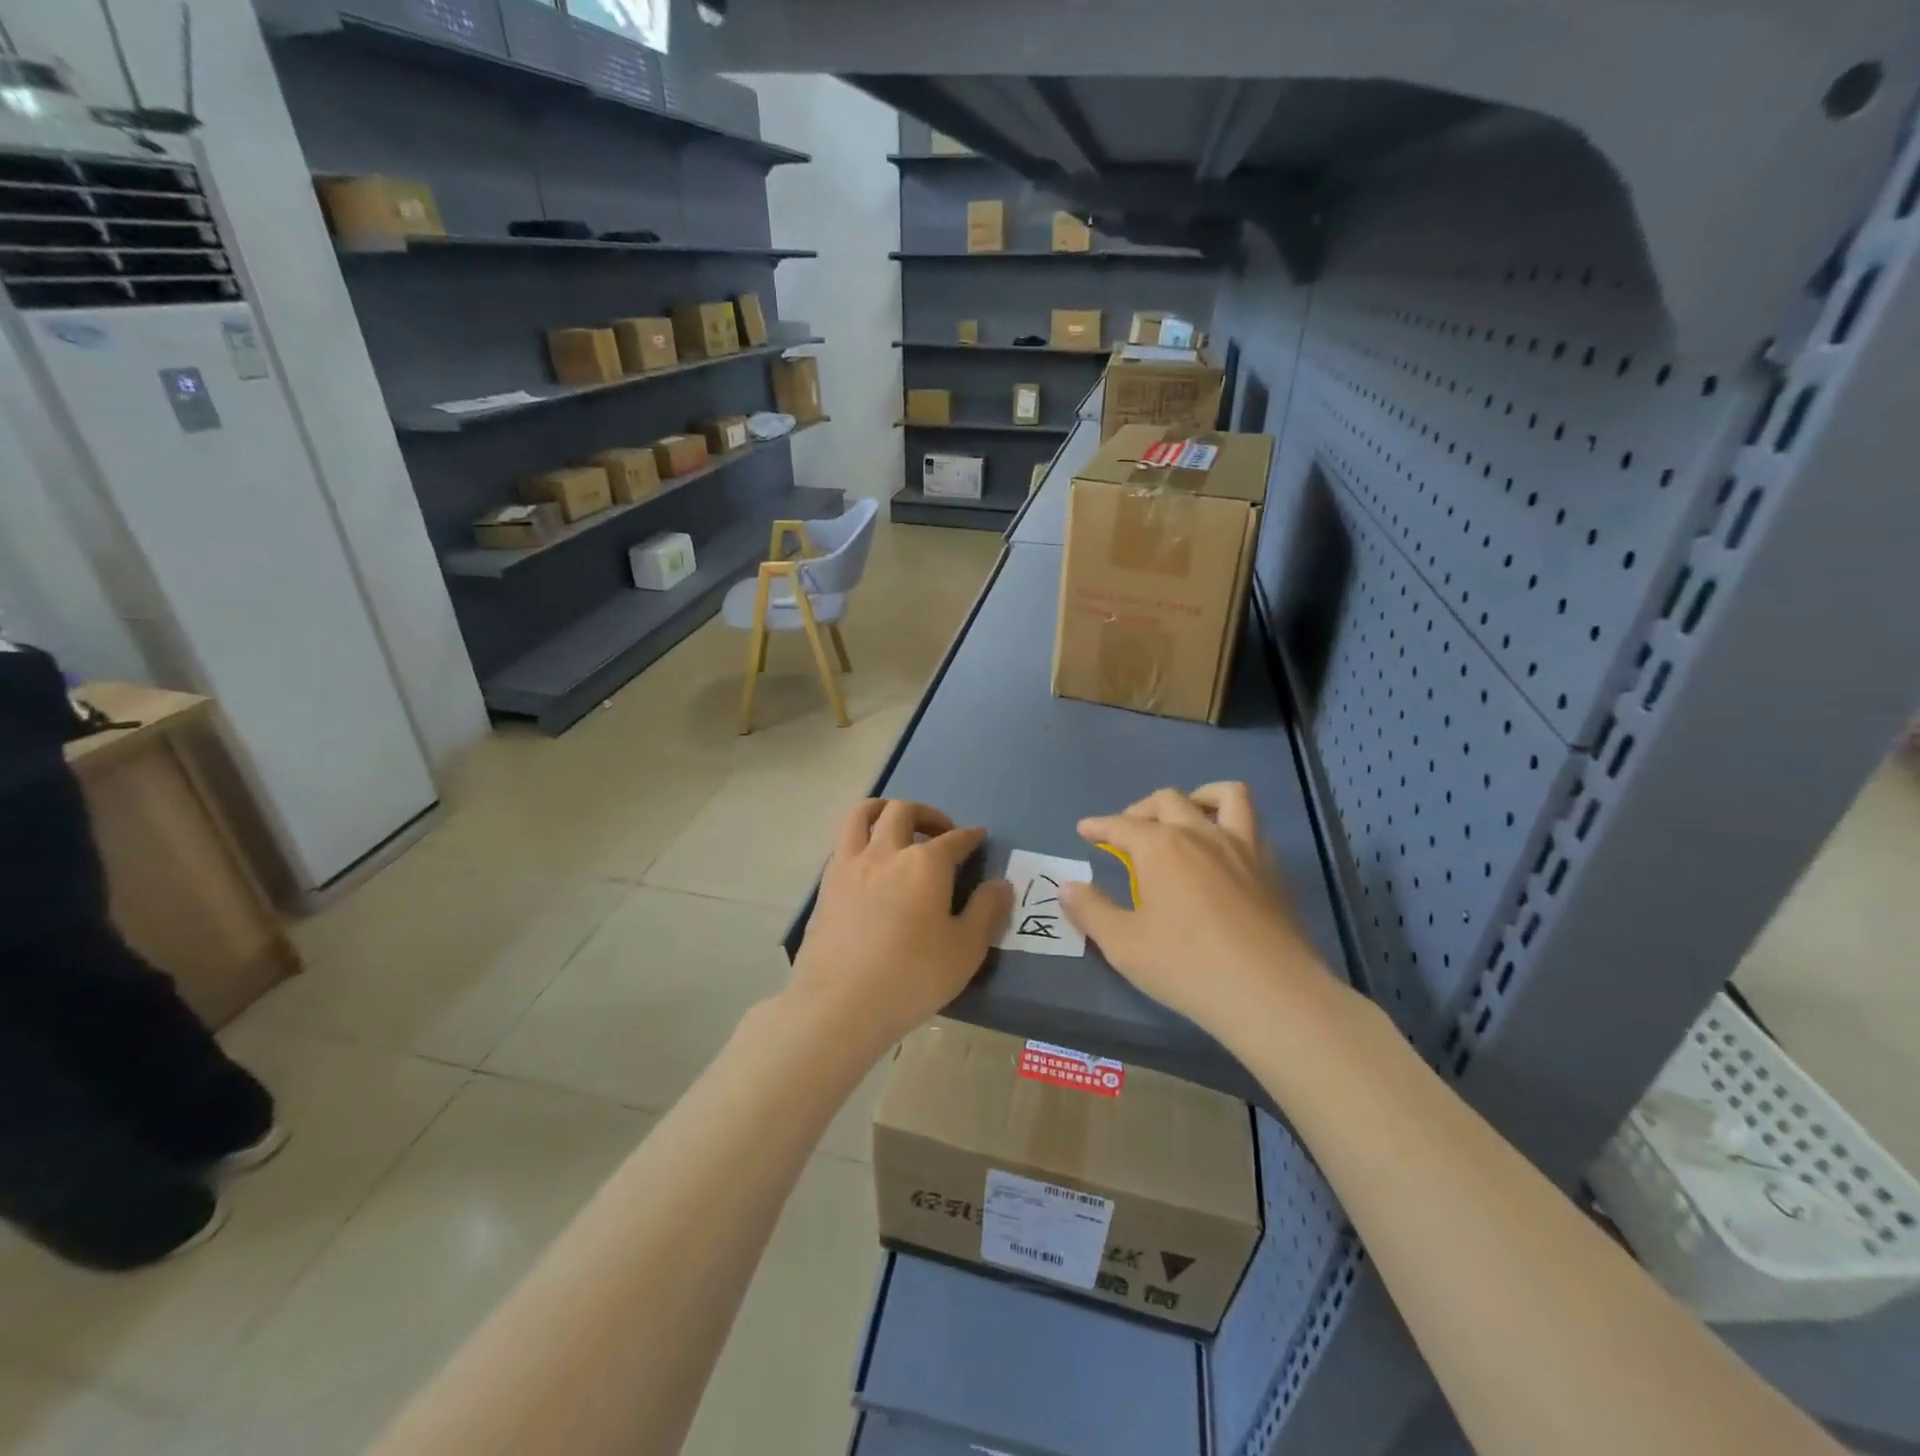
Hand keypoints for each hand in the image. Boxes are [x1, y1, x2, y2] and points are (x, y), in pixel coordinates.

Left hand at [788, 799, 1011, 1055]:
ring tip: (897, 826)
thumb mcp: (965, 950)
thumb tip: (1001, 884)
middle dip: (928, 814)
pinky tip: (870, 863)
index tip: (978, 837)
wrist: (840, 1004)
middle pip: (904, 812)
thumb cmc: (912, 977)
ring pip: (863, 814)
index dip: (970, 836)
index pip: (954, 839)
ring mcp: (850, 864)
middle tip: (941, 832)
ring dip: (884, 810)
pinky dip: (861, 838)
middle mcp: (886, 852)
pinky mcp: (826, 884)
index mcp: (925, 864)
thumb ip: (987, 911)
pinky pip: (843, 842)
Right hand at [1059, 783, 1338, 1040]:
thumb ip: (1091, 910)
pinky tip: (1220, 851)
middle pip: (1167, 800)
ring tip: (1184, 817)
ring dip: (1197, 797)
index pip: (1121, 825)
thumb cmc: (1187, 966)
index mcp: (1160, 846)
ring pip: (1223, 795)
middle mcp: (1200, 833)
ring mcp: (1241, 846)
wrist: (1269, 992)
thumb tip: (1067, 886)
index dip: (1099, 826)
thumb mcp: (1123, 944)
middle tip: (1127, 832)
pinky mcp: (1269, 868)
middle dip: (1140, 810)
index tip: (1085, 829)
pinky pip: (1250, 825)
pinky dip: (1230, 823)